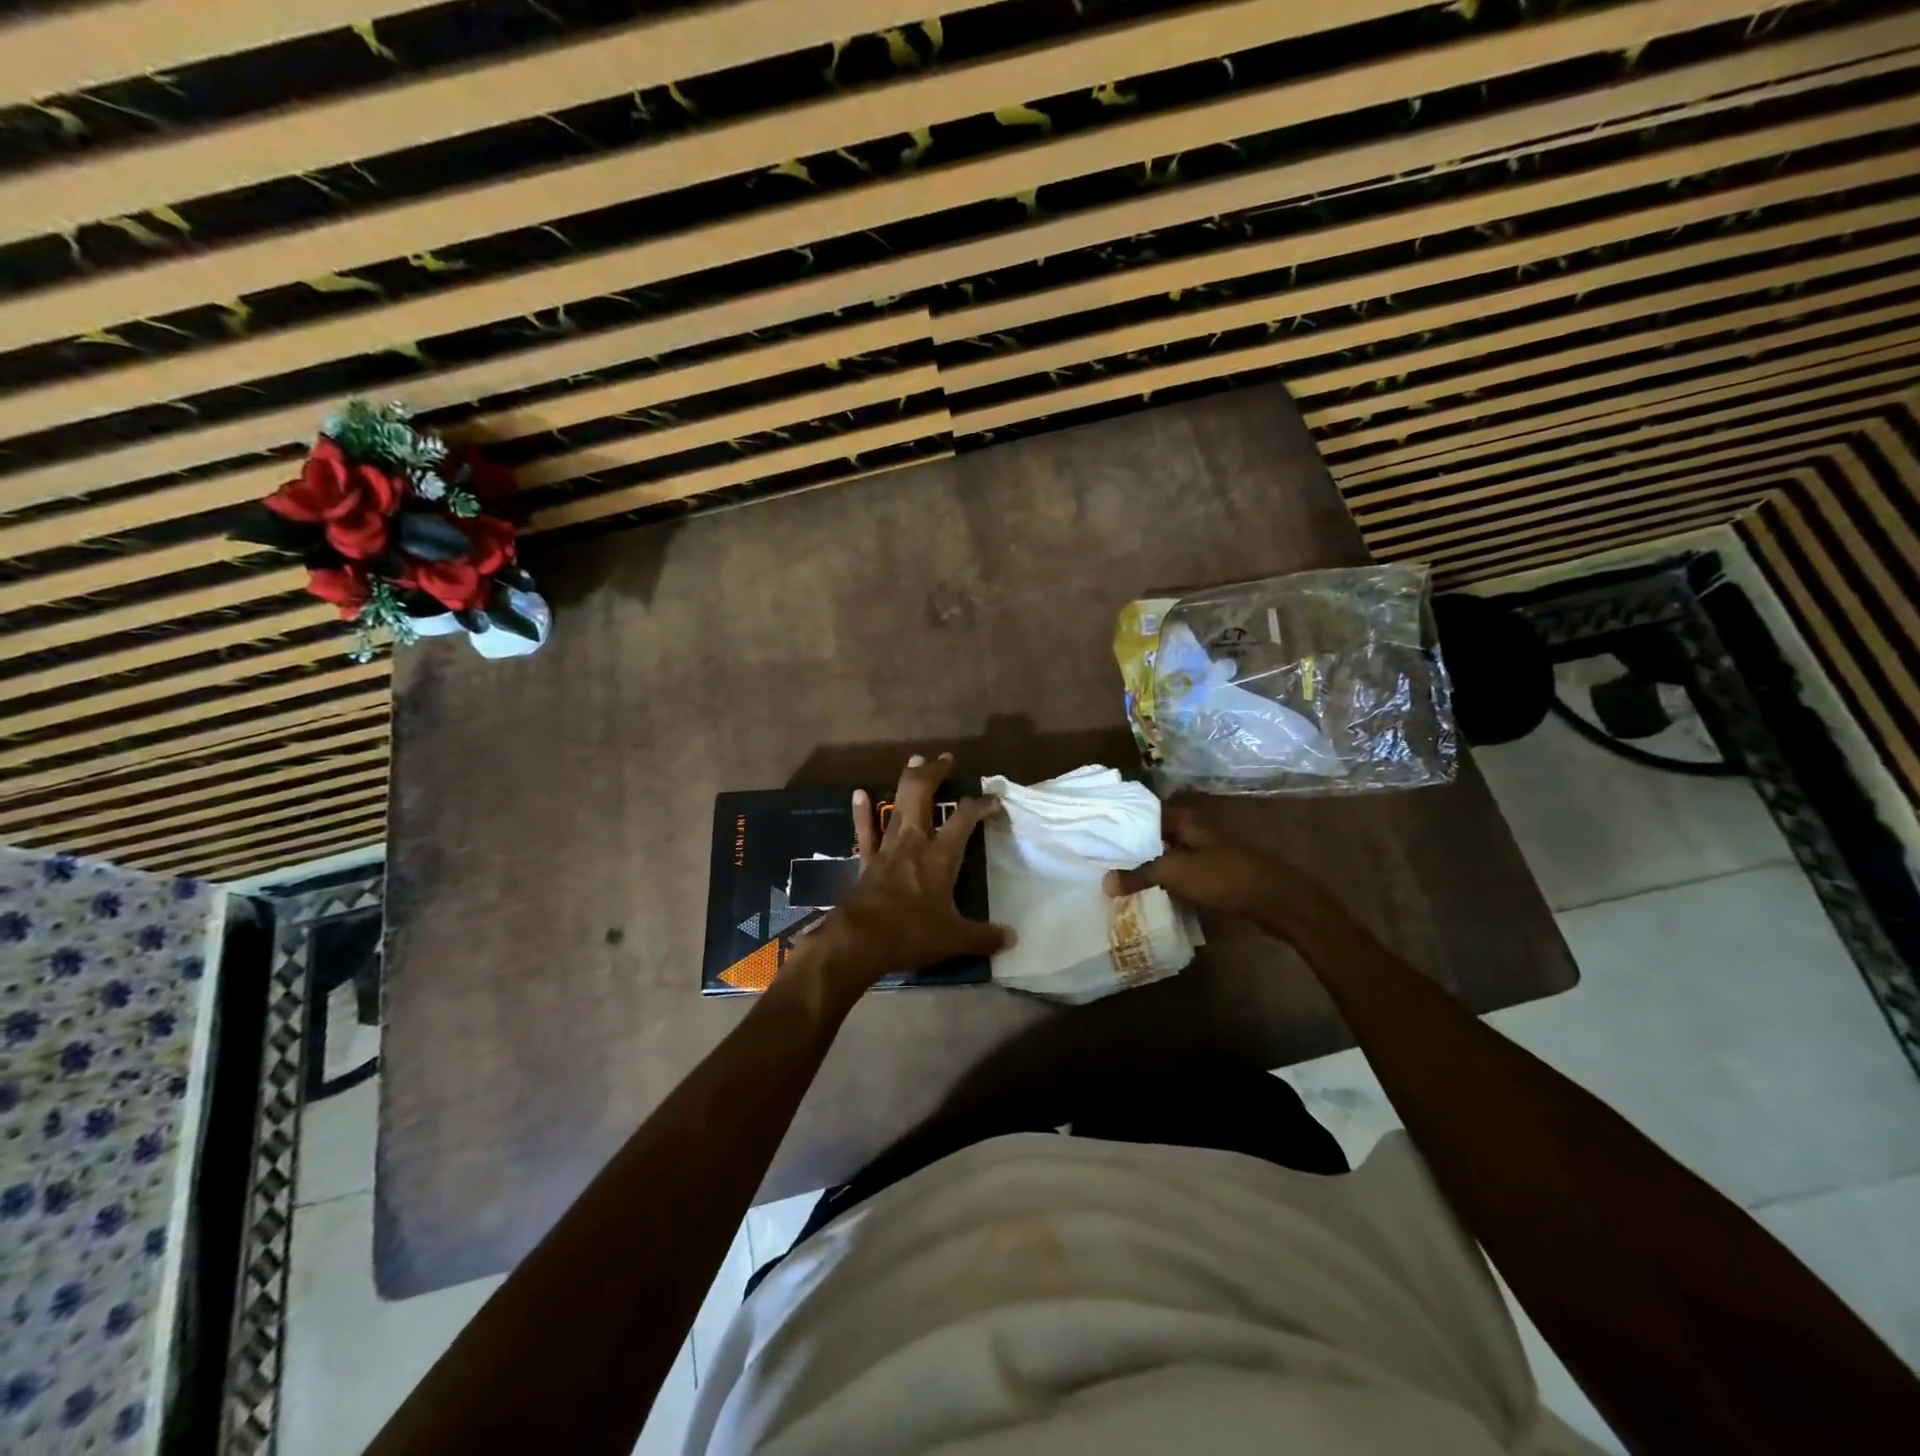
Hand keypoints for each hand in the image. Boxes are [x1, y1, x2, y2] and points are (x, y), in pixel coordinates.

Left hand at [800, 753, 1011, 996]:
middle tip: (945, 758)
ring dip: (907, 781)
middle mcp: (914, 842)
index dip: (980, 804)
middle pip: (923, 796)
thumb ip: (984, 936)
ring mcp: (887, 848)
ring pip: (897, 805)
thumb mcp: (955, 939)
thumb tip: (1013, 940)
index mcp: (940, 856)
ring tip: (914, 760)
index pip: (964, 819)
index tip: (994, 800)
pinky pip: (864, 831)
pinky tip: (859, 793)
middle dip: (935, 773)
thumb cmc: (911, 933)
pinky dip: (863, 812)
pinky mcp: (866, 861)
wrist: (860, 940)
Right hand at [1103, 800, 1323, 931]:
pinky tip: (1141, 893)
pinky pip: (1175, 874)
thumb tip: (1105, 882)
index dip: (1118, 824)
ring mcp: (1201, 852)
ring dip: (1143, 867)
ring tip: (1110, 877)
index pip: (1141, 814)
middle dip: (1127, 848)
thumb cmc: (1224, 876)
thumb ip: (1139, 874)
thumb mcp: (1176, 873)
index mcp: (1183, 818)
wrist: (1274, 901)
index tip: (1092, 835)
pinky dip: (1159, 881)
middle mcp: (1191, 830)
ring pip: (1162, 856)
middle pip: (1151, 836)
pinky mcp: (1208, 874)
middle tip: (1095, 859)